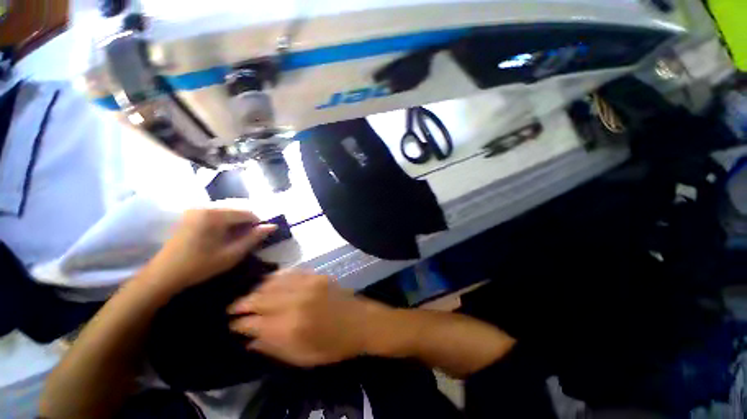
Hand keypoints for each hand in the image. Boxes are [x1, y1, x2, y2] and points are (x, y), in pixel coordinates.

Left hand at [143, 207, 275, 292]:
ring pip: (228, 211)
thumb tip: (272, 226)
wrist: (163, 274)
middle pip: (238, 210)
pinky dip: (225, 223)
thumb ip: (254, 238)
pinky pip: (217, 214)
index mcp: (215, 215)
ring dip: (236, 223)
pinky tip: (221, 236)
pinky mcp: (191, 214)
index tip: (257, 238)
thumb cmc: (199, 265)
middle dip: (246, 223)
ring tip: (234, 239)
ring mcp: (196, 209)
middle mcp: (206, 206)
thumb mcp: (232, 254)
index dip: (257, 224)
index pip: (248, 213)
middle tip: (246, 240)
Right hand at [228, 270, 375, 366]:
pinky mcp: (316, 276)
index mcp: (291, 327)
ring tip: (247, 296)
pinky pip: (289, 273)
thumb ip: (273, 348)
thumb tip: (249, 340)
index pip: (254, 322)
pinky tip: (268, 282)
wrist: (360, 322)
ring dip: (256, 289)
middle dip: (242, 303)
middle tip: (232, 308)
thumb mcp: (302, 358)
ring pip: (272, 283)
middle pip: (260, 299)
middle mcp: (296, 302)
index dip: (240, 323)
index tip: (232, 325)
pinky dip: (275, 277)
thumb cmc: (333, 346)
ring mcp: (307, 285)